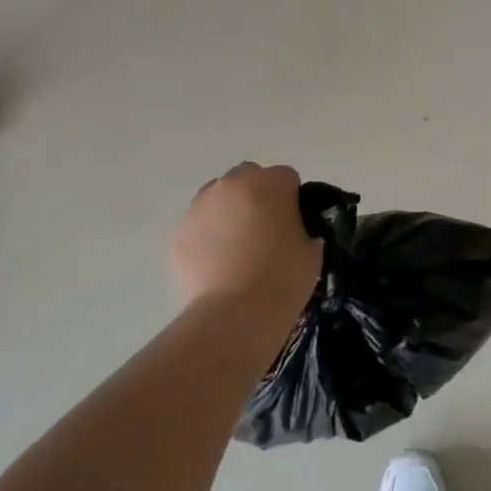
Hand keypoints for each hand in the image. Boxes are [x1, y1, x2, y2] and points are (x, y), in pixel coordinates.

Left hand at [171, 163, 322, 316]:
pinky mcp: (178, 232)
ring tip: (236, 248)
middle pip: (247, 177)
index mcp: (269, 183)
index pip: (286, 176)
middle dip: (256, 195)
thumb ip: (303, 229)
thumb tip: (293, 231)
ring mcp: (199, 207)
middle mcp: (231, 185)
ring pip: (217, 198)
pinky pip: (198, 225)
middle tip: (264, 229)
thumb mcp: (311, 251)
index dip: (292, 198)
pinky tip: (216, 264)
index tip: (294, 221)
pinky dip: (207, 236)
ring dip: (228, 212)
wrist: (236, 314)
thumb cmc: (283, 278)